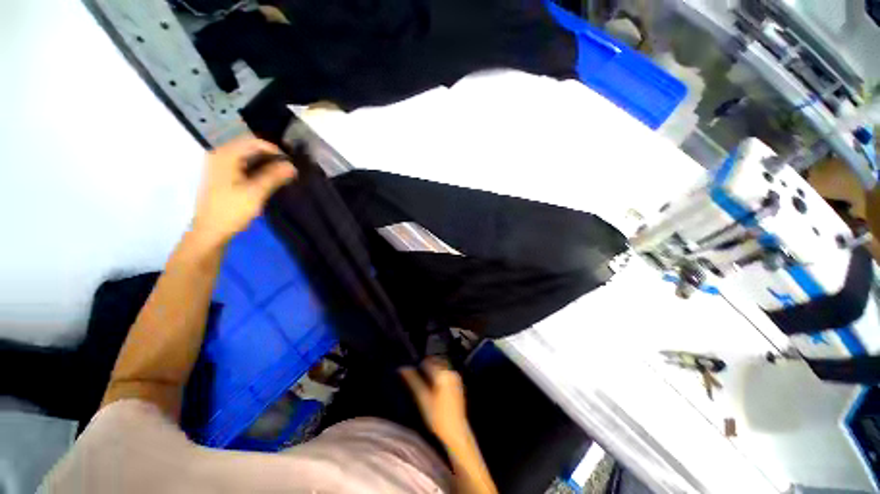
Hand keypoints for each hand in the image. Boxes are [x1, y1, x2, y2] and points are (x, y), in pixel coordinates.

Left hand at [192, 138, 296, 246]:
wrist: (210, 231)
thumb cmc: (231, 210)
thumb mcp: (255, 193)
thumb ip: (274, 177)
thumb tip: (292, 166)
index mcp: (225, 156)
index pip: (254, 142)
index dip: (274, 150)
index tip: (291, 162)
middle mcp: (220, 156)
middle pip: (250, 148)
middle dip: (271, 156)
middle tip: (288, 169)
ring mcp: (219, 166)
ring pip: (247, 157)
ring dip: (265, 163)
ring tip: (282, 175)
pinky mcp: (222, 176)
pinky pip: (243, 165)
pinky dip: (257, 169)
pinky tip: (267, 179)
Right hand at [401, 358, 468, 445]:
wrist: (456, 432)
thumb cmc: (438, 417)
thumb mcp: (422, 398)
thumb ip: (413, 381)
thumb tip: (403, 369)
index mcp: (442, 373)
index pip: (427, 361)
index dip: (418, 365)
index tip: (411, 372)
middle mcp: (450, 372)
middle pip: (435, 362)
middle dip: (426, 367)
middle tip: (417, 377)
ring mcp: (456, 377)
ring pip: (441, 367)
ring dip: (433, 371)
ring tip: (424, 383)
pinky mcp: (458, 384)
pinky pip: (446, 373)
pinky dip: (439, 376)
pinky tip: (434, 389)